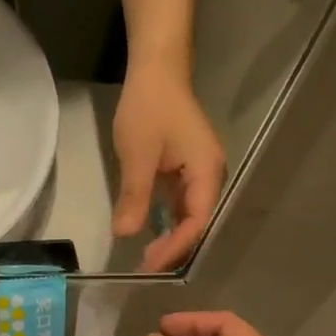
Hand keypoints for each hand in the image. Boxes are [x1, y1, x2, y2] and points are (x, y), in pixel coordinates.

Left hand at [112, 72, 225, 272]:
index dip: (173, 247)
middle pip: (197, 223)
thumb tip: (125, 236)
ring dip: (170, 236)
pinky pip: (181, 202)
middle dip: (173, 247)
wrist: (157, 69)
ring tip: (147, 256)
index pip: (196, 222)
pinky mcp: (188, 169)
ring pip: (189, 215)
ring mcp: (201, 173)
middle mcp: (211, 176)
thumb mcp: (137, 154)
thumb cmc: (149, 107)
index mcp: (207, 173)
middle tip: (145, 266)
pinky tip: (150, 231)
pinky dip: (167, 219)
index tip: (148, 263)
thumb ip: (134, 197)